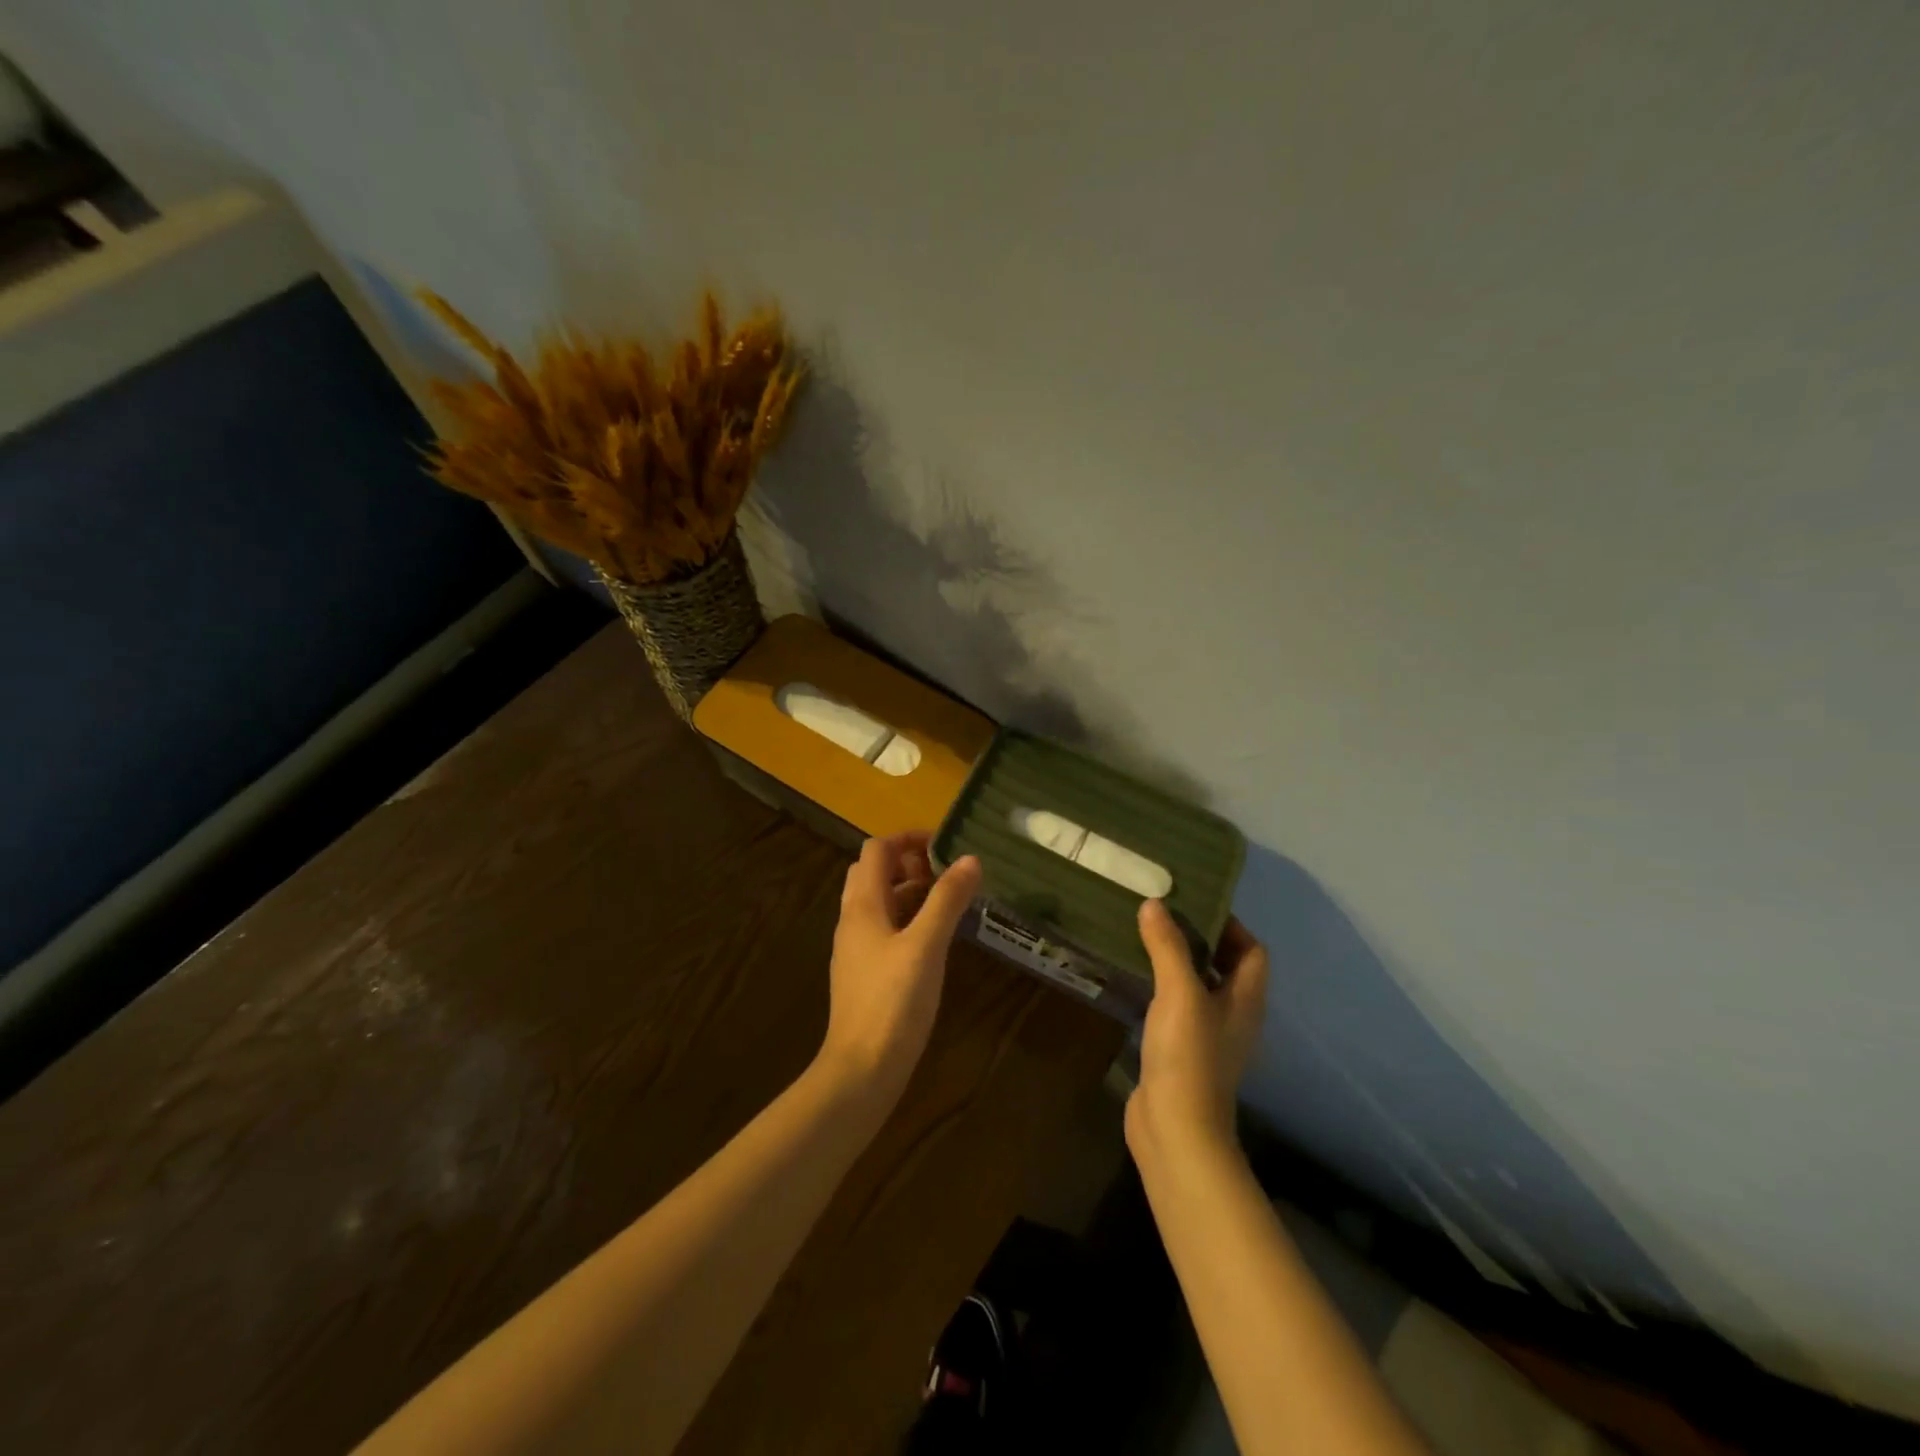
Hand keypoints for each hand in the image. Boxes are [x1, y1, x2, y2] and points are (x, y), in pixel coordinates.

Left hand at [817, 832, 981, 1106]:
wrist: (860, 1070)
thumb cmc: (893, 1002)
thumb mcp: (926, 946)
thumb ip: (947, 900)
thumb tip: (970, 859)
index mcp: (863, 905)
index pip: (877, 850)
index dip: (908, 839)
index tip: (945, 845)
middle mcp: (853, 920)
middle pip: (873, 872)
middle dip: (908, 862)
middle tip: (945, 873)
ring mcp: (856, 948)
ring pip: (878, 902)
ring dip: (909, 891)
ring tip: (948, 901)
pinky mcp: (864, 972)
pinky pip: (883, 929)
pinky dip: (906, 919)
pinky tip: (934, 939)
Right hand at [1127, 902, 1268, 1168]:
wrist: (1175, 1128)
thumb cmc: (1188, 1054)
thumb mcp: (1179, 991)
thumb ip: (1167, 946)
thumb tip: (1155, 902)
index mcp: (1245, 999)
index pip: (1252, 951)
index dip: (1231, 926)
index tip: (1195, 906)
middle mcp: (1233, 1015)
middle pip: (1225, 967)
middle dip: (1199, 939)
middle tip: (1162, 915)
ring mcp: (1208, 1036)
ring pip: (1197, 987)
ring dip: (1176, 963)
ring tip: (1144, 937)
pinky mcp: (1182, 1053)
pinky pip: (1175, 1008)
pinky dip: (1160, 989)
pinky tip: (1134, 979)